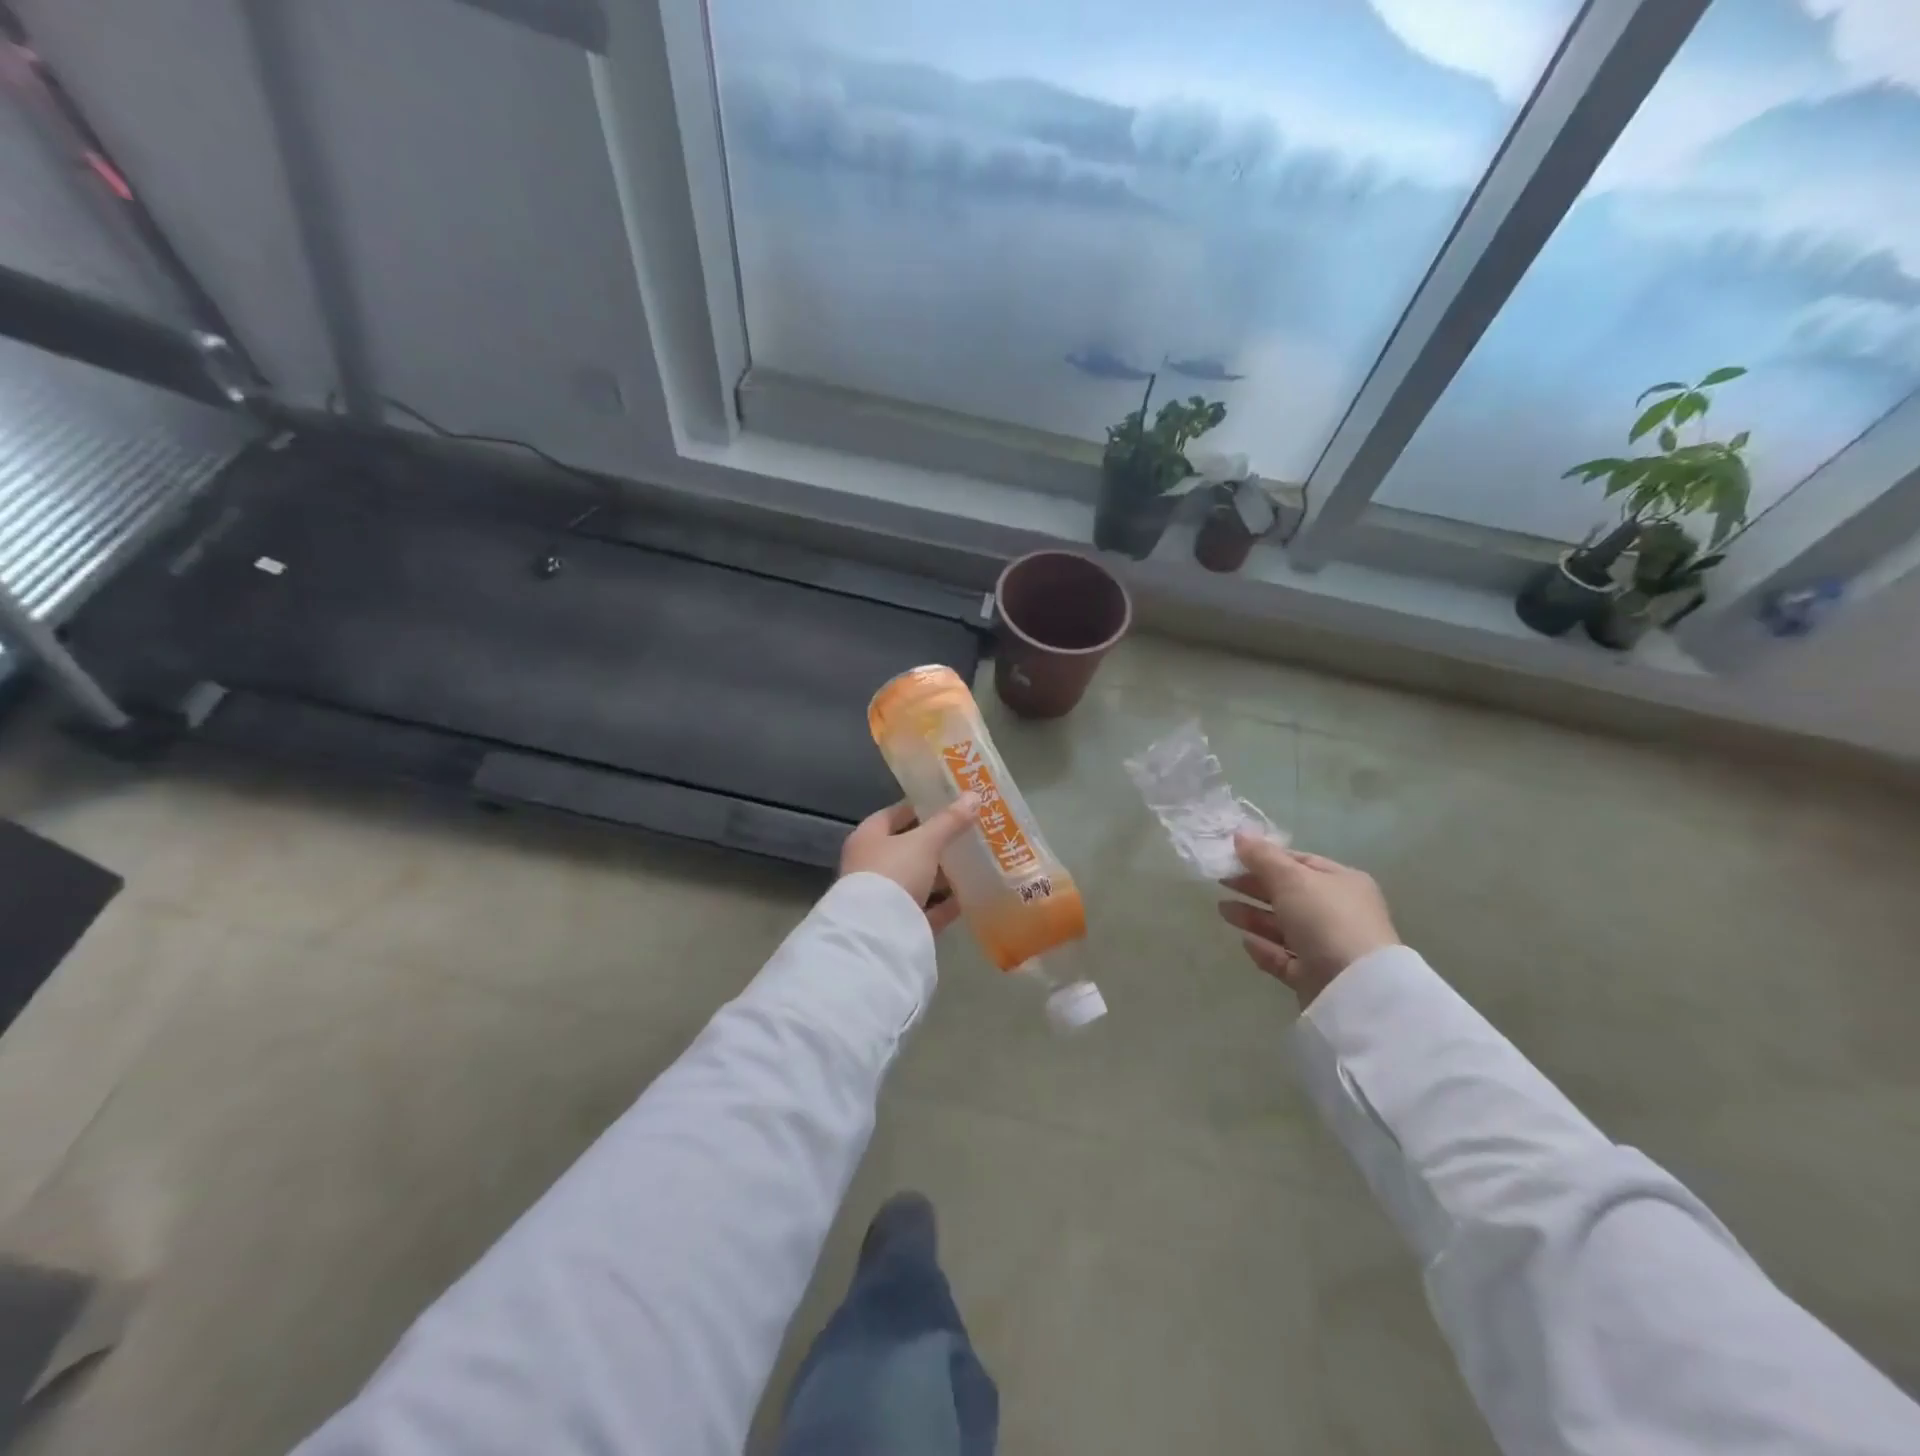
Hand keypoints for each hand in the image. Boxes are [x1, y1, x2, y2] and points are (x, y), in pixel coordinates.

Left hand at [839, 796, 979, 932]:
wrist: (877, 934)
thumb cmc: (894, 873)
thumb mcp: (925, 842)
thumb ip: (949, 821)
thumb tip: (974, 795)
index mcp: (868, 838)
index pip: (893, 815)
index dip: (920, 808)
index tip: (949, 804)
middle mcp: (871, 865)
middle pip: (907, 848)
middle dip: (936, 843)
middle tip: (968, 833)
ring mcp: (884, 897)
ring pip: (918, 880)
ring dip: (942, 874)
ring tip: (974, 863)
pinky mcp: (899, 924)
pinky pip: (926, 909)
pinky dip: (945, 904)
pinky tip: (969, 896)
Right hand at [1218, 832, 1398, 1006]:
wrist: (1355, 987)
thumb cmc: (1326, 919)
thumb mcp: (1291, 878)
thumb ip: (1262, 857)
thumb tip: (1239, 834)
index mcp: (1341, 882)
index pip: (1299, 863)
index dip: (1266, 858)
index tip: (1233, 858)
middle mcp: (1337, 912)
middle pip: (1288, 895)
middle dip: (1254, 888)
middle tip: (1221, 882)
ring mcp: (1327, 946)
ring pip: (1283, 927)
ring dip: (1252, 917)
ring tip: (1222, 910)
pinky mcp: (1315, 976)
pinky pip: (1284, 957)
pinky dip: (1264, 949)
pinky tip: (1244, 942)